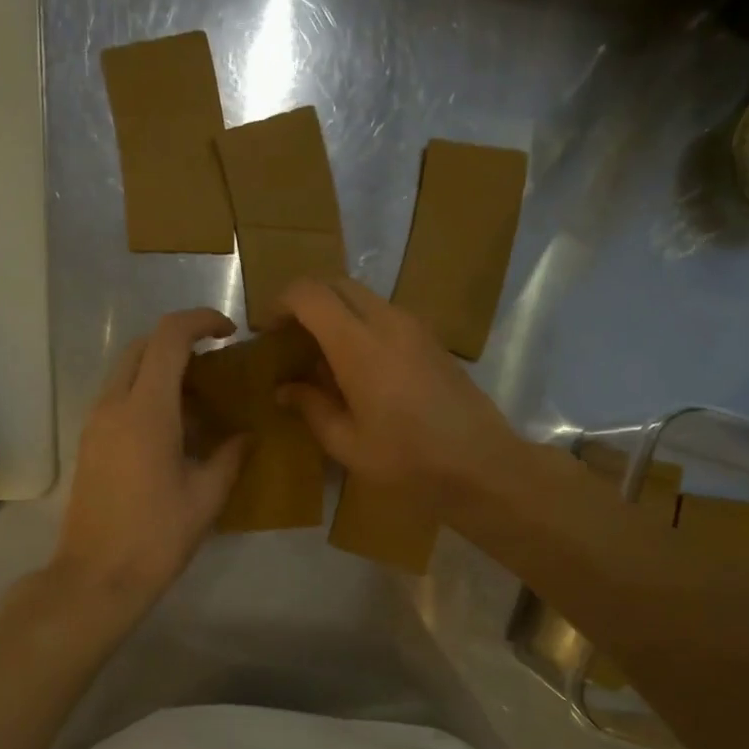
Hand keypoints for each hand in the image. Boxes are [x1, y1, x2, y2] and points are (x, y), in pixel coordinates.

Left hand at [51, 308, 247, 609]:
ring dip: (161, 368)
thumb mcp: (206, 496)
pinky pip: (118, 397)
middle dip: (180, 341)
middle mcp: (114, 405)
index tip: (229, 333)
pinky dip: (147, 393)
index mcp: (147, 411)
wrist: (96, 577)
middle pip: (142, 346)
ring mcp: (95, 423)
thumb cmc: (157, 537)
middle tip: (215, 365)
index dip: (200, 321)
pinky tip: (174, 428)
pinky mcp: (89, 442)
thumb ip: (230, 456)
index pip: (169, 338)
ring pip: (127, 370)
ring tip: (199, 400)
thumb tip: (245, 435)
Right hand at [274, 277, 519, 498]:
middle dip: (305, 302)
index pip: (310, 294)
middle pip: (337, 285)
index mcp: (359, 344)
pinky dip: (360, 324)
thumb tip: (284, 389)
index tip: (266, 332)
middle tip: (288, 338)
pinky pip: (385, 314)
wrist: (481, 464)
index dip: (280, 303)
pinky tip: (356, 367)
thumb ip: (311, 407)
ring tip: (319, 354)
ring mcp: (415, 326)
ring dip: (335, 312)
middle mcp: (388, 321)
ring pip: (363, 297)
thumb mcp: (347, 443)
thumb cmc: (408, 460)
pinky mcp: (432, 339)